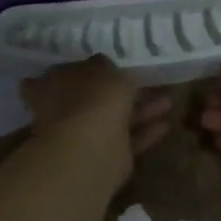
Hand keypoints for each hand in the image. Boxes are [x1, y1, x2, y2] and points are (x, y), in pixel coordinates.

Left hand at [21, 57, 171, 185]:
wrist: (92, 150)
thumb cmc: (92, 100)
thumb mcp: (106, 70)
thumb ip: (108, 67)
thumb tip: (104, 63)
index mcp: (52, 87)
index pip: (66, 74)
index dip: (88, 69)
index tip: (110, 64)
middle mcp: (62, 113)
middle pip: (94, 99)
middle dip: (120, 92)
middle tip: (145, 82)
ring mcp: (82, 137)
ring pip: (115, 119)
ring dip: (140, 111)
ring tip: (168, 101)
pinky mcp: (104, 157)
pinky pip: (127, 140)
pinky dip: (145, 132)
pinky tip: (166, 124)